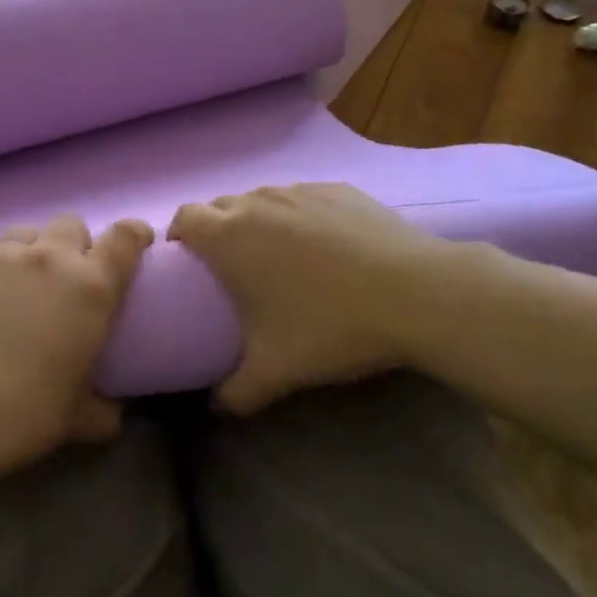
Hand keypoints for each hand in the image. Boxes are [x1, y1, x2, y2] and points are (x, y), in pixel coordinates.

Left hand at [0, 213, 153, 477]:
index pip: (125, 237)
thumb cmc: (24, 415)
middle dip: (74, 244)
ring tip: (16, 281)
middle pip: (71, 224)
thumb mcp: (77, 420)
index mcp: (91, 287)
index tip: (136, 243)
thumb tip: (114, 415)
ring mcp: (0, 255)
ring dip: (28, 249)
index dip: (134, 234)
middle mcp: (49, 258)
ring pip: (24, 230)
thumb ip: (103, 411)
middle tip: (66, 279)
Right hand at [169, 183, 486, 413]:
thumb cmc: (330, 326)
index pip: (184, 218)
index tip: (187, 263)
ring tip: (278, 256)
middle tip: (231, 267)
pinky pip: (302, 197)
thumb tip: (217, 408)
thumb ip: (235, 394)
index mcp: (229, 236)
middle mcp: (258, 202)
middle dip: (215, 229)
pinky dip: (298, 215)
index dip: (179, 236)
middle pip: (220, 205)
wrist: (416, 292)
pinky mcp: (338, 189)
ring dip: (257, 220)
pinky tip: (324, 246)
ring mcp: (301, 189)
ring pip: (262, 198)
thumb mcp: (276, 371)